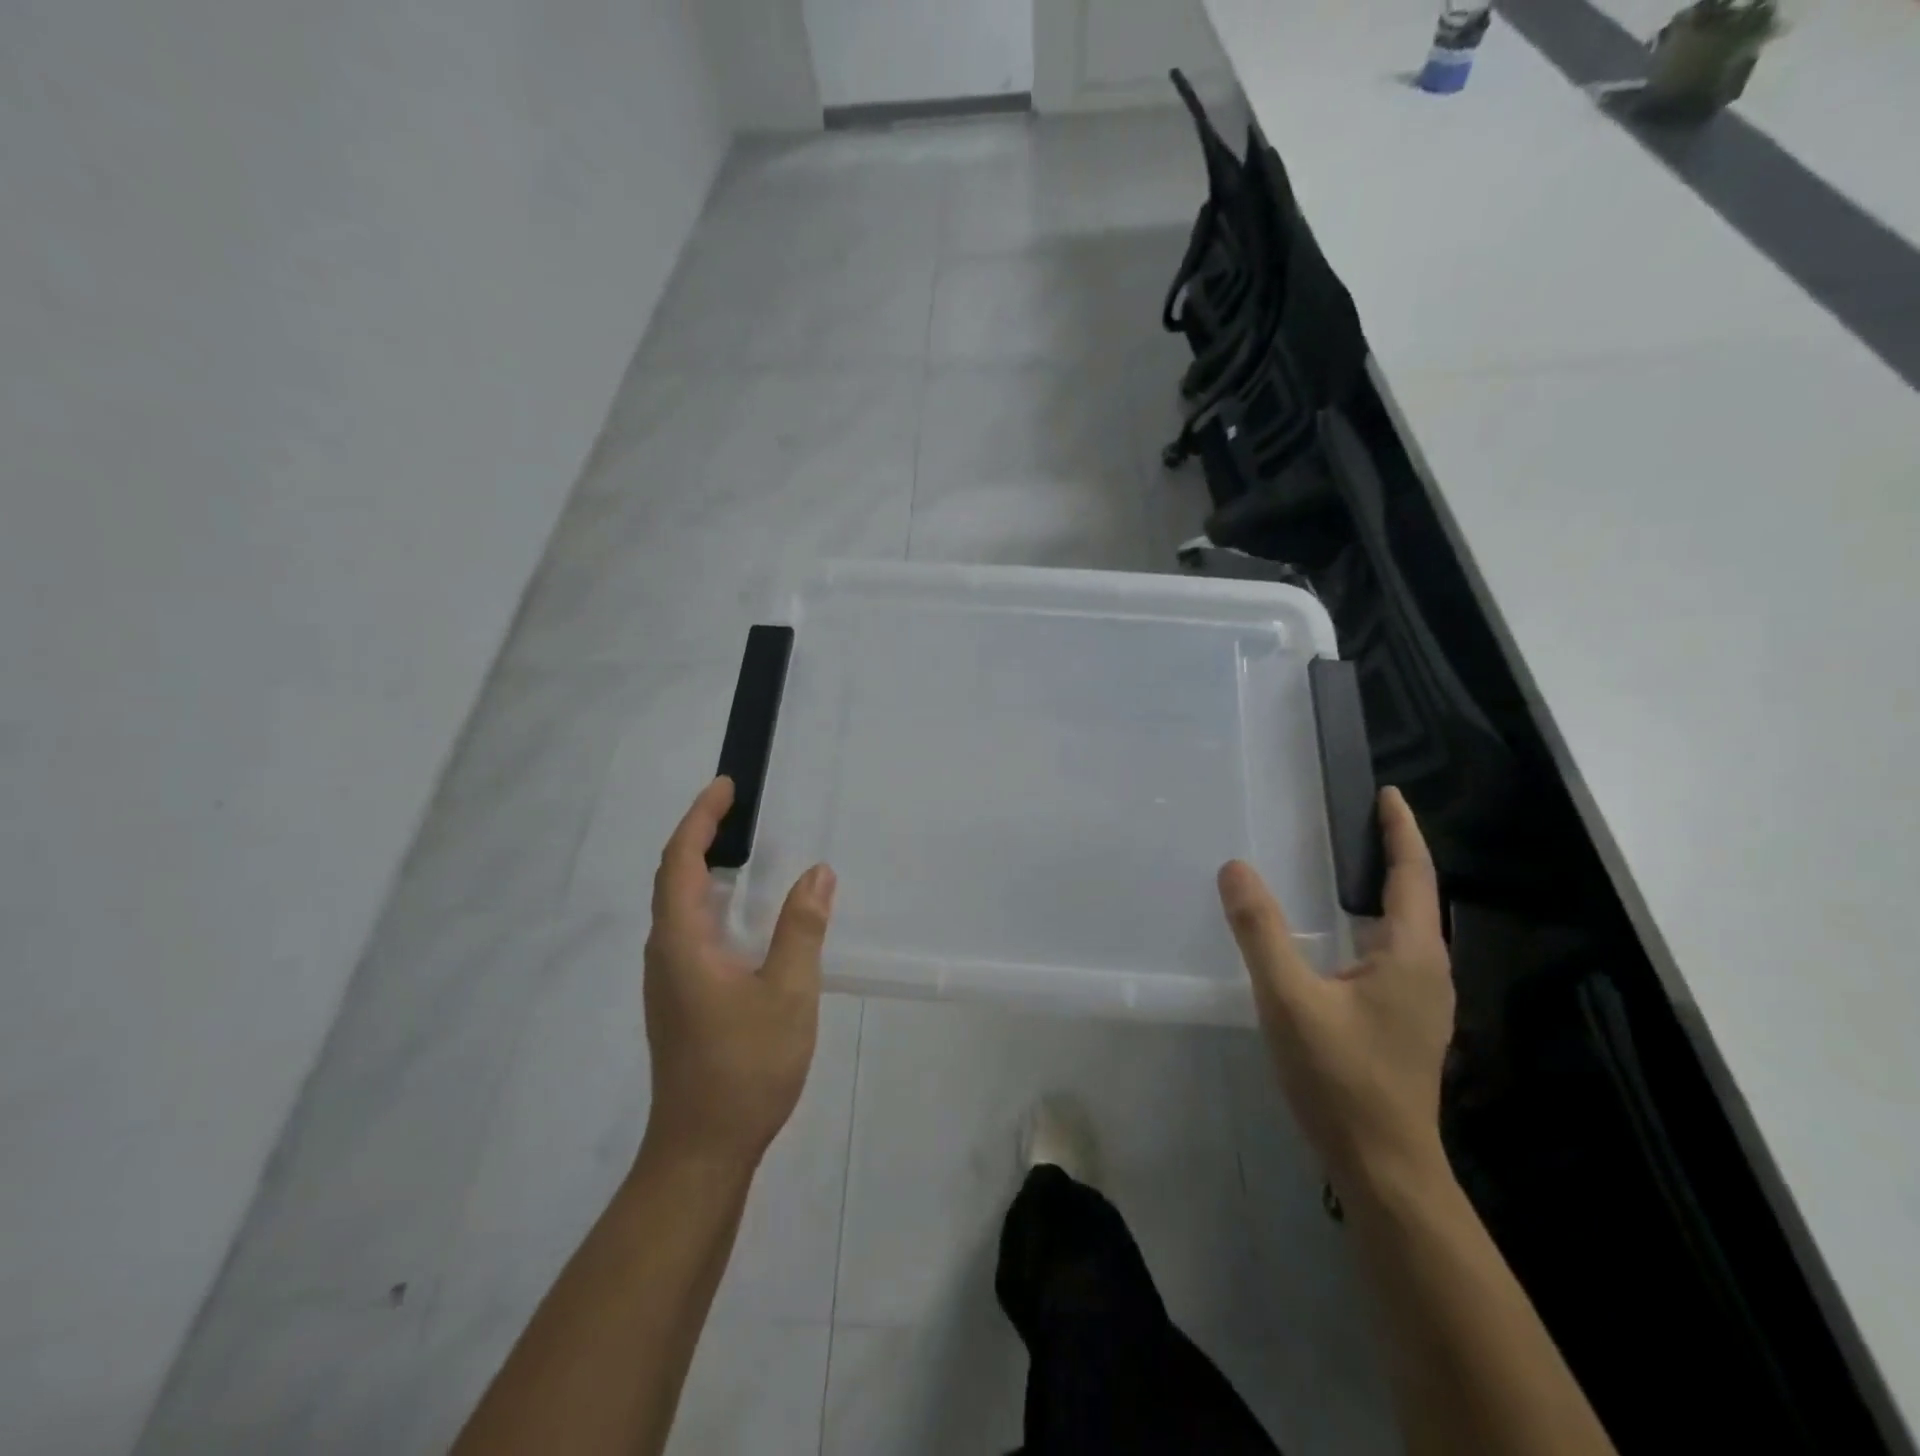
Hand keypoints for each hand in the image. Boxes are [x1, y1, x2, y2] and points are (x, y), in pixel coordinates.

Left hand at [642, 777, 836, 1170]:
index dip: (700, 819)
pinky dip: (712, 901)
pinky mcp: (681, 1000)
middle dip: (700, 835)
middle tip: (737, 808)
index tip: (725, 787)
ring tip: (742, 848)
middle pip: (674, 878)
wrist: (701, 1151)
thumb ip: (801, 929)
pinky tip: (743, 914)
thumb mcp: (788, 993)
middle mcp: (665, 953)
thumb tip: (818, 872)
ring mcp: (669, 980)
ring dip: (704, 868)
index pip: (681, 862)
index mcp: (682, 943)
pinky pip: (690, 930)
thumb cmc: (744, 1068)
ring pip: (679, 907)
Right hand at [1218, 787, 1453, 1193]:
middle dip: (1392, 854)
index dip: (1401, 831)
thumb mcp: (1289, 999)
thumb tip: (1235, 867)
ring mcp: (1421, 1001)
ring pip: (1405, 929)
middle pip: (1415, 898)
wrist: (1383, 1167)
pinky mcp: (1406, 1022)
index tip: (1387, 794)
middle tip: (1356, 820)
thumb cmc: (1341, 1078)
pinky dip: (1372, 923)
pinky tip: (1340, 935)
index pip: (1412, 876)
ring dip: (1383, 891)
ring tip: (1346, 865)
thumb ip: (1260, 931)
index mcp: (1412, 956)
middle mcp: (1428, 971)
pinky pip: (1392, 953)